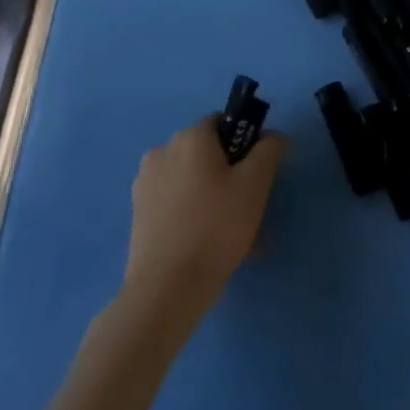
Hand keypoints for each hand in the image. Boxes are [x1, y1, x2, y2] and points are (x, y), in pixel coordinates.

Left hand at [116, 115, 285, 337]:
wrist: (167, 287)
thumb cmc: (217, 225)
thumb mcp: (256, 183)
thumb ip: (269, 149)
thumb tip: (272, 135)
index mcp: (190, 137)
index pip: (224, 122)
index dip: (246, 140)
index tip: (257, 171)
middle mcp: (162, 151)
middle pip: (206, 150)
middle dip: (228, 169)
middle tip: (247, 202)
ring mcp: (145, 183)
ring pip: (191, 176)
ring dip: (211, 191)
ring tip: (230, 228)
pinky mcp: (137, 212)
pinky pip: (175, 199)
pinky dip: (192, 210)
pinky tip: (207, 240)